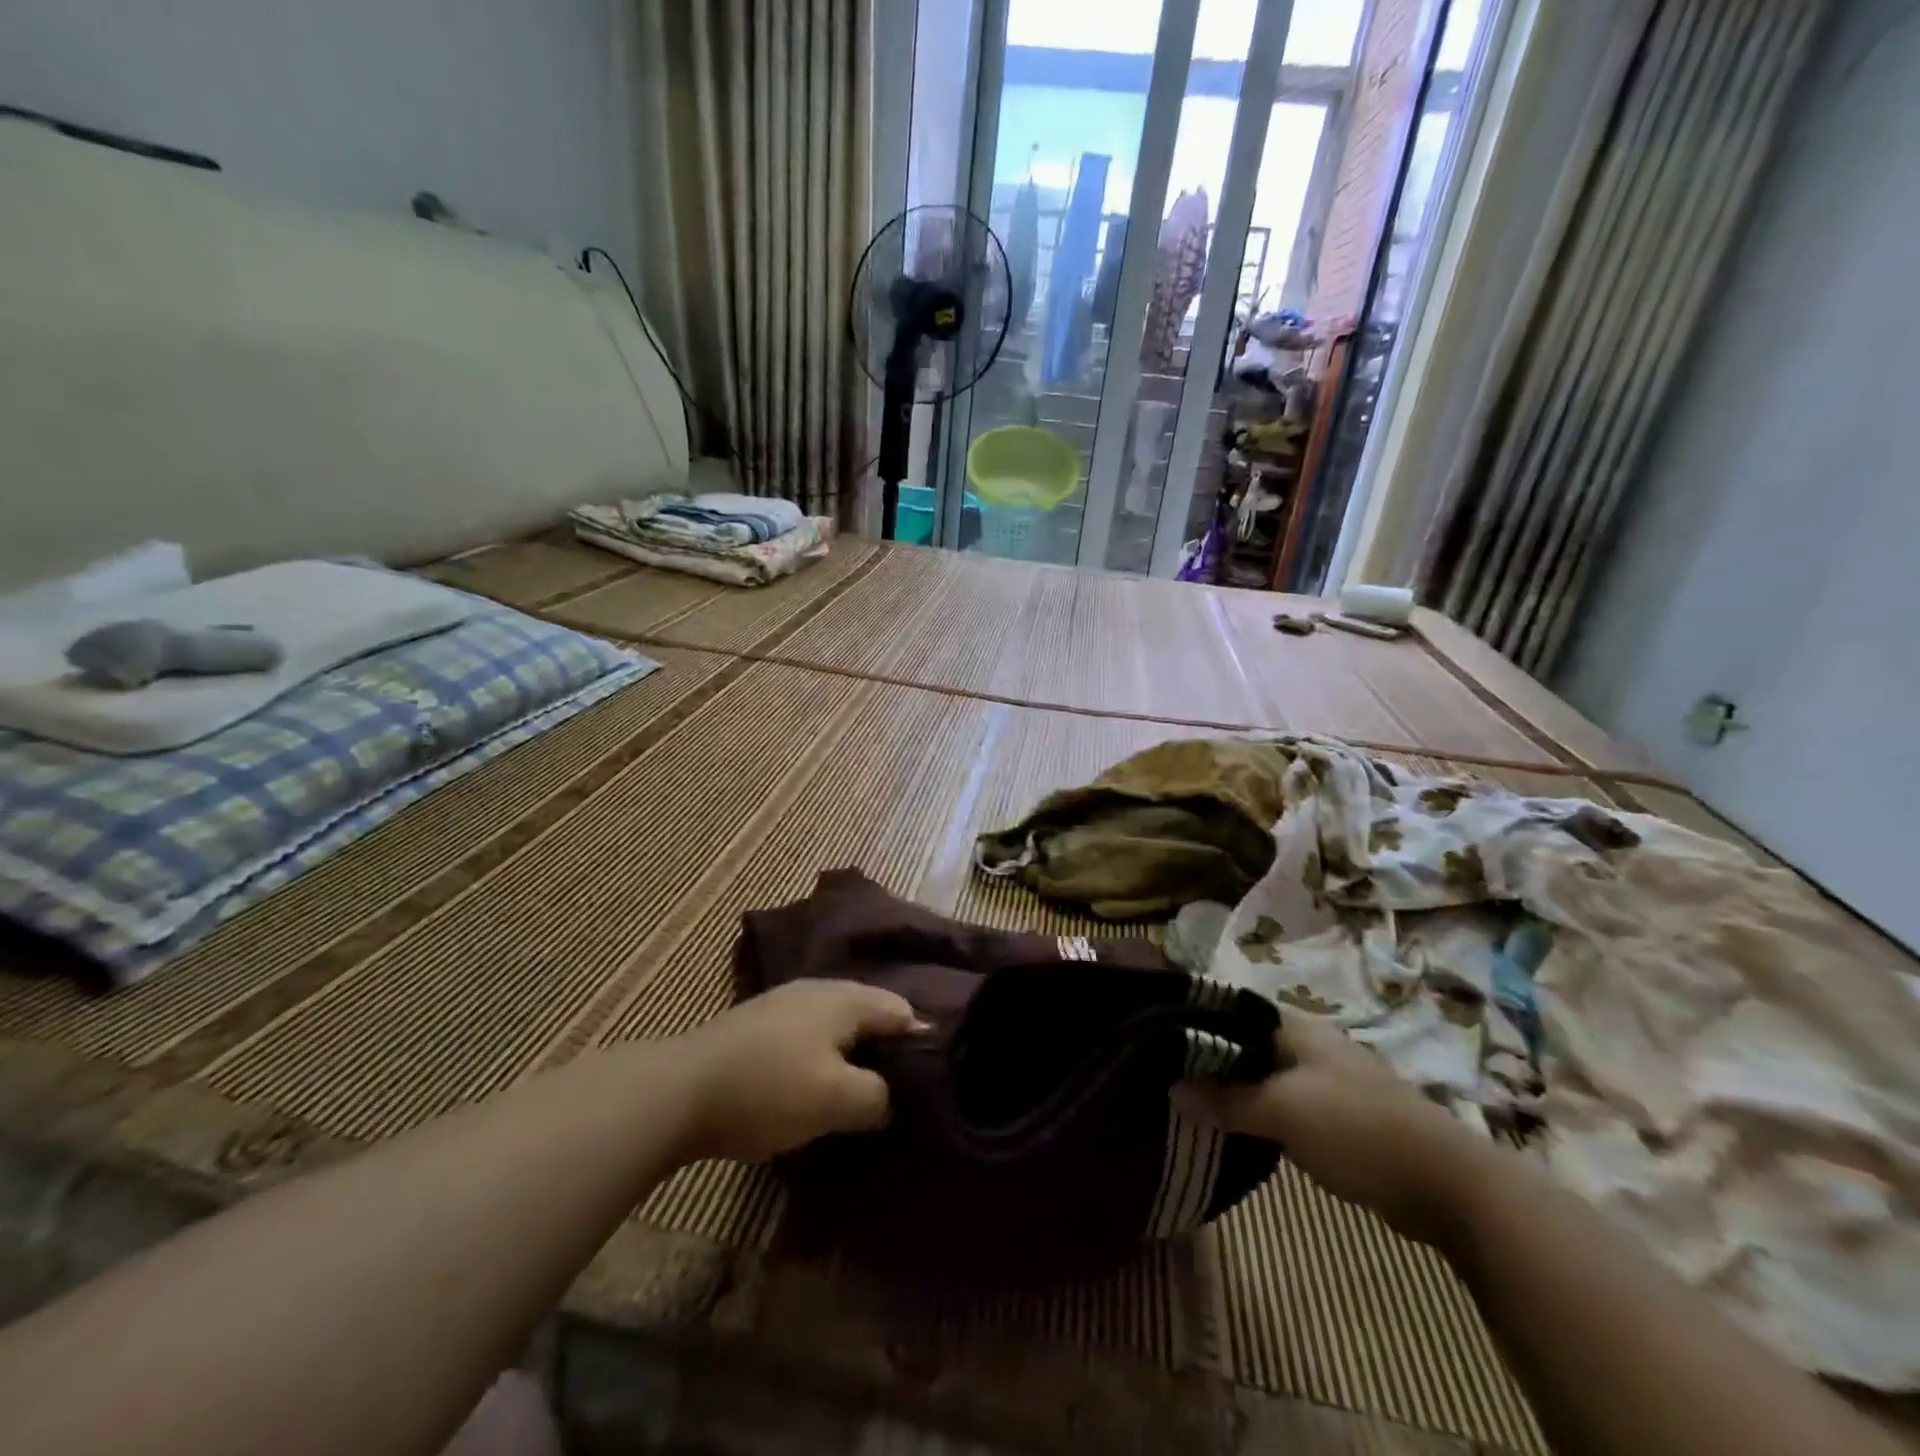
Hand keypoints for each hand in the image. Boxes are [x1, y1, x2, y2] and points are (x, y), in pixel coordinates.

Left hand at [672, 980, 924, 1162]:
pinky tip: (820, 1086)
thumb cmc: (768, 1089)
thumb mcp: (836, 1099)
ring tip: (867, 1093)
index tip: (936, 1079)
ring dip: (855, 1056)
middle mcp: (819, 990)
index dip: (923, 1041)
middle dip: (888, 1049)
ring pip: (838, 1027)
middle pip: (870, 1014)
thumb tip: (892, 1097)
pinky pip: (810, 1037)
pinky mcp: (760, 1027)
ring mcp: (785, 1004)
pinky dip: (825, 1058)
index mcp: (845, 999)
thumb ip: (878, 1096)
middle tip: (905, 1090)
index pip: (901, 1010)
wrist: (678, 1091)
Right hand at [1179, 1018, 1486, 1243]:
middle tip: (1166, 1072)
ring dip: (1233, 1087)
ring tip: (1190, 1100)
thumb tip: (1171, 1090)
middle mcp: (1308, 1044)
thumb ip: (1227, 1100)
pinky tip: (1234, 1126)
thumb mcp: (1284, 1112)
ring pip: (1263, 1075)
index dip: (1195, 1019)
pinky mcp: (1336, 1115)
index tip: (1157, 1035)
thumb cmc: (1358, 1129)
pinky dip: (1257, 1110)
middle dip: (1209, 1057)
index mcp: (1296, 1027)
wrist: (1448, 1185)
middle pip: (1245, 1042)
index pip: (1232, 1009)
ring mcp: (1325, 1079)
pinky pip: (1282, 1103)